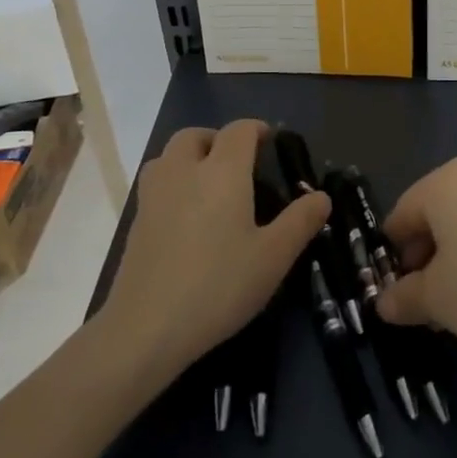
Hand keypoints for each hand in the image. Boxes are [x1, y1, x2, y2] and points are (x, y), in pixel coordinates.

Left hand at [100, 119, 328, 377]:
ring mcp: (154, 196)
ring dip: (190, 157)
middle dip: (217, 140)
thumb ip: (300, 221)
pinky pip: (156, 184)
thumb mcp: (273, 257)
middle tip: (238, 163)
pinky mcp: (135, 222)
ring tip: (209, 185)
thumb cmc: (219, 285)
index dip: (255, 129)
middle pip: (195, 135)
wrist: (146, 328)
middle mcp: (184, 171)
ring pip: (168, 156)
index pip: (238, 131)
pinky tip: (187, 218)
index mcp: (222, 171)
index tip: (270, 141)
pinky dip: (173, 184)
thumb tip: (321, 196)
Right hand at [377, 157, 456, 362]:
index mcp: (445, 181)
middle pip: (436, 215)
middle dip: (426, 258)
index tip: (397, 295)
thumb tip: (385, 303)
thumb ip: (403, 298)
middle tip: (427, 304)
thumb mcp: (437, 300)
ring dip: (456, 260)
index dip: (392, 257)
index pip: (401, 215)